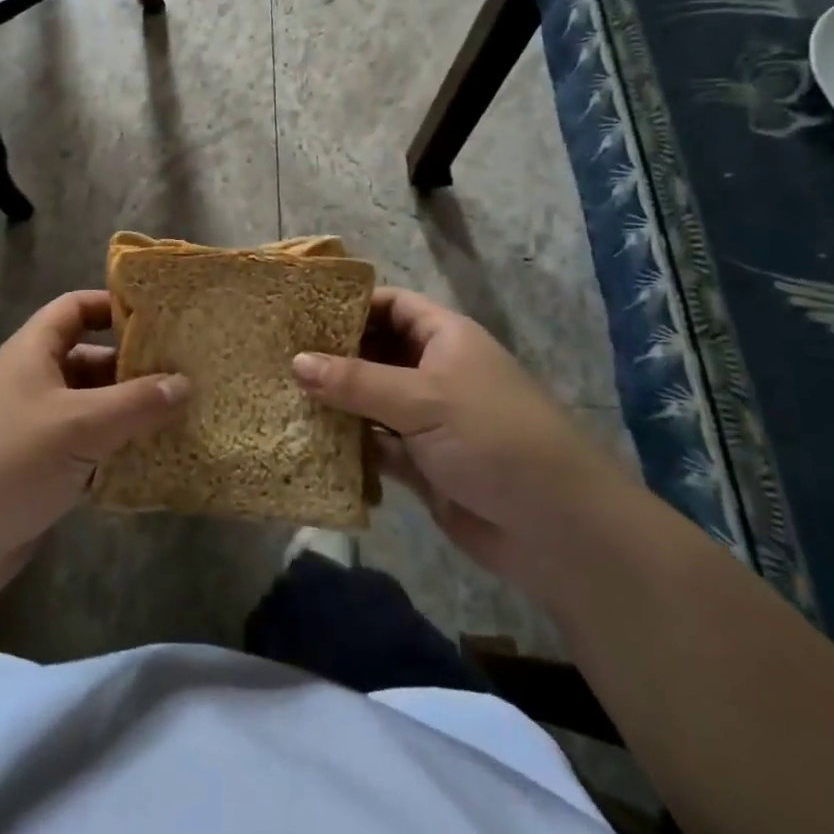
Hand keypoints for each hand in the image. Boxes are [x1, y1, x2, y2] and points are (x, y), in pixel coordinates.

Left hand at [0, 291, 188, 610]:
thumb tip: (185, 382)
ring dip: (130, 416)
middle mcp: (33, 383)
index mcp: (32, 352)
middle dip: (134, 368)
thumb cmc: (9, 459)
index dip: (112, 305)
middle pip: (90, 361)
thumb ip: (136, 403)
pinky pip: (87, 452)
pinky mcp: (39, 473)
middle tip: (186, 375)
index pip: (74, 308)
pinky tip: (155, 464)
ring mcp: (35, 430)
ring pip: (92, 410)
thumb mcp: (80, 424)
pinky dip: (116, 455)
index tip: (160, 316)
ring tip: (184, 418)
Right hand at [292, 288, 625, 579]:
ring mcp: (426, 418)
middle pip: (374, 352)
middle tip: (276, 354)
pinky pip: (374, 444)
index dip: (348, 303)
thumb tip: (296, 361)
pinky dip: (348, 443)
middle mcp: (433, 371)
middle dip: (332, 355)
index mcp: (444, 338)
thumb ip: (355, 381)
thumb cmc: (493, 438)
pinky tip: (306, 440)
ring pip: (369, 400)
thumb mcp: (422, 399)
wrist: (557, 529)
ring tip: (278, 393)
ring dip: (334, 401)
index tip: (299, 310)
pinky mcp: (421, 463)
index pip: (390, 304)